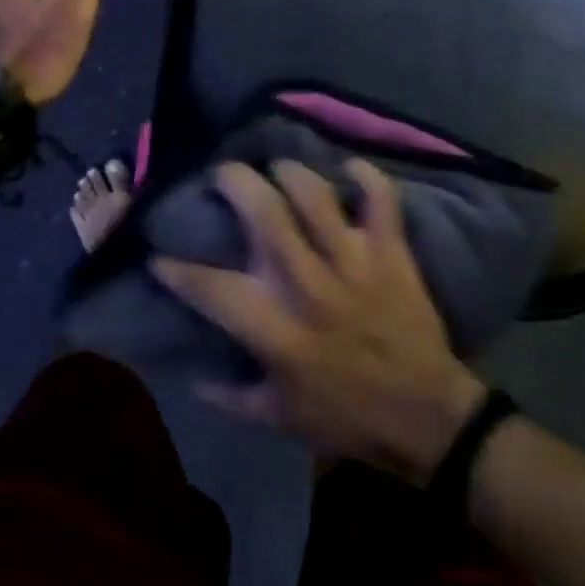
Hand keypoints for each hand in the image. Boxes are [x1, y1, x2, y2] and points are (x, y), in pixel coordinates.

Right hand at [154, 160, 488, 485]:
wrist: (424, 415)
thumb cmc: (347, 417)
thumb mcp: (279, 418)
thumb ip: (231, 396)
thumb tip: (191, 374)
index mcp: (277, 329)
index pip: (213, 289)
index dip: (178, 270)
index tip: (160, 255)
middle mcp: (309, 285)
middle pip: (265, 216)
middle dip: (236, 183)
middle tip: (224, 172)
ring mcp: (354, 262)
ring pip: (316, 196)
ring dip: (292, 172)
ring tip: (278, 167)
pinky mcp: (391, 251)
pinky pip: (381, 199)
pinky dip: (366, 175)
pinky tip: (349, 167)